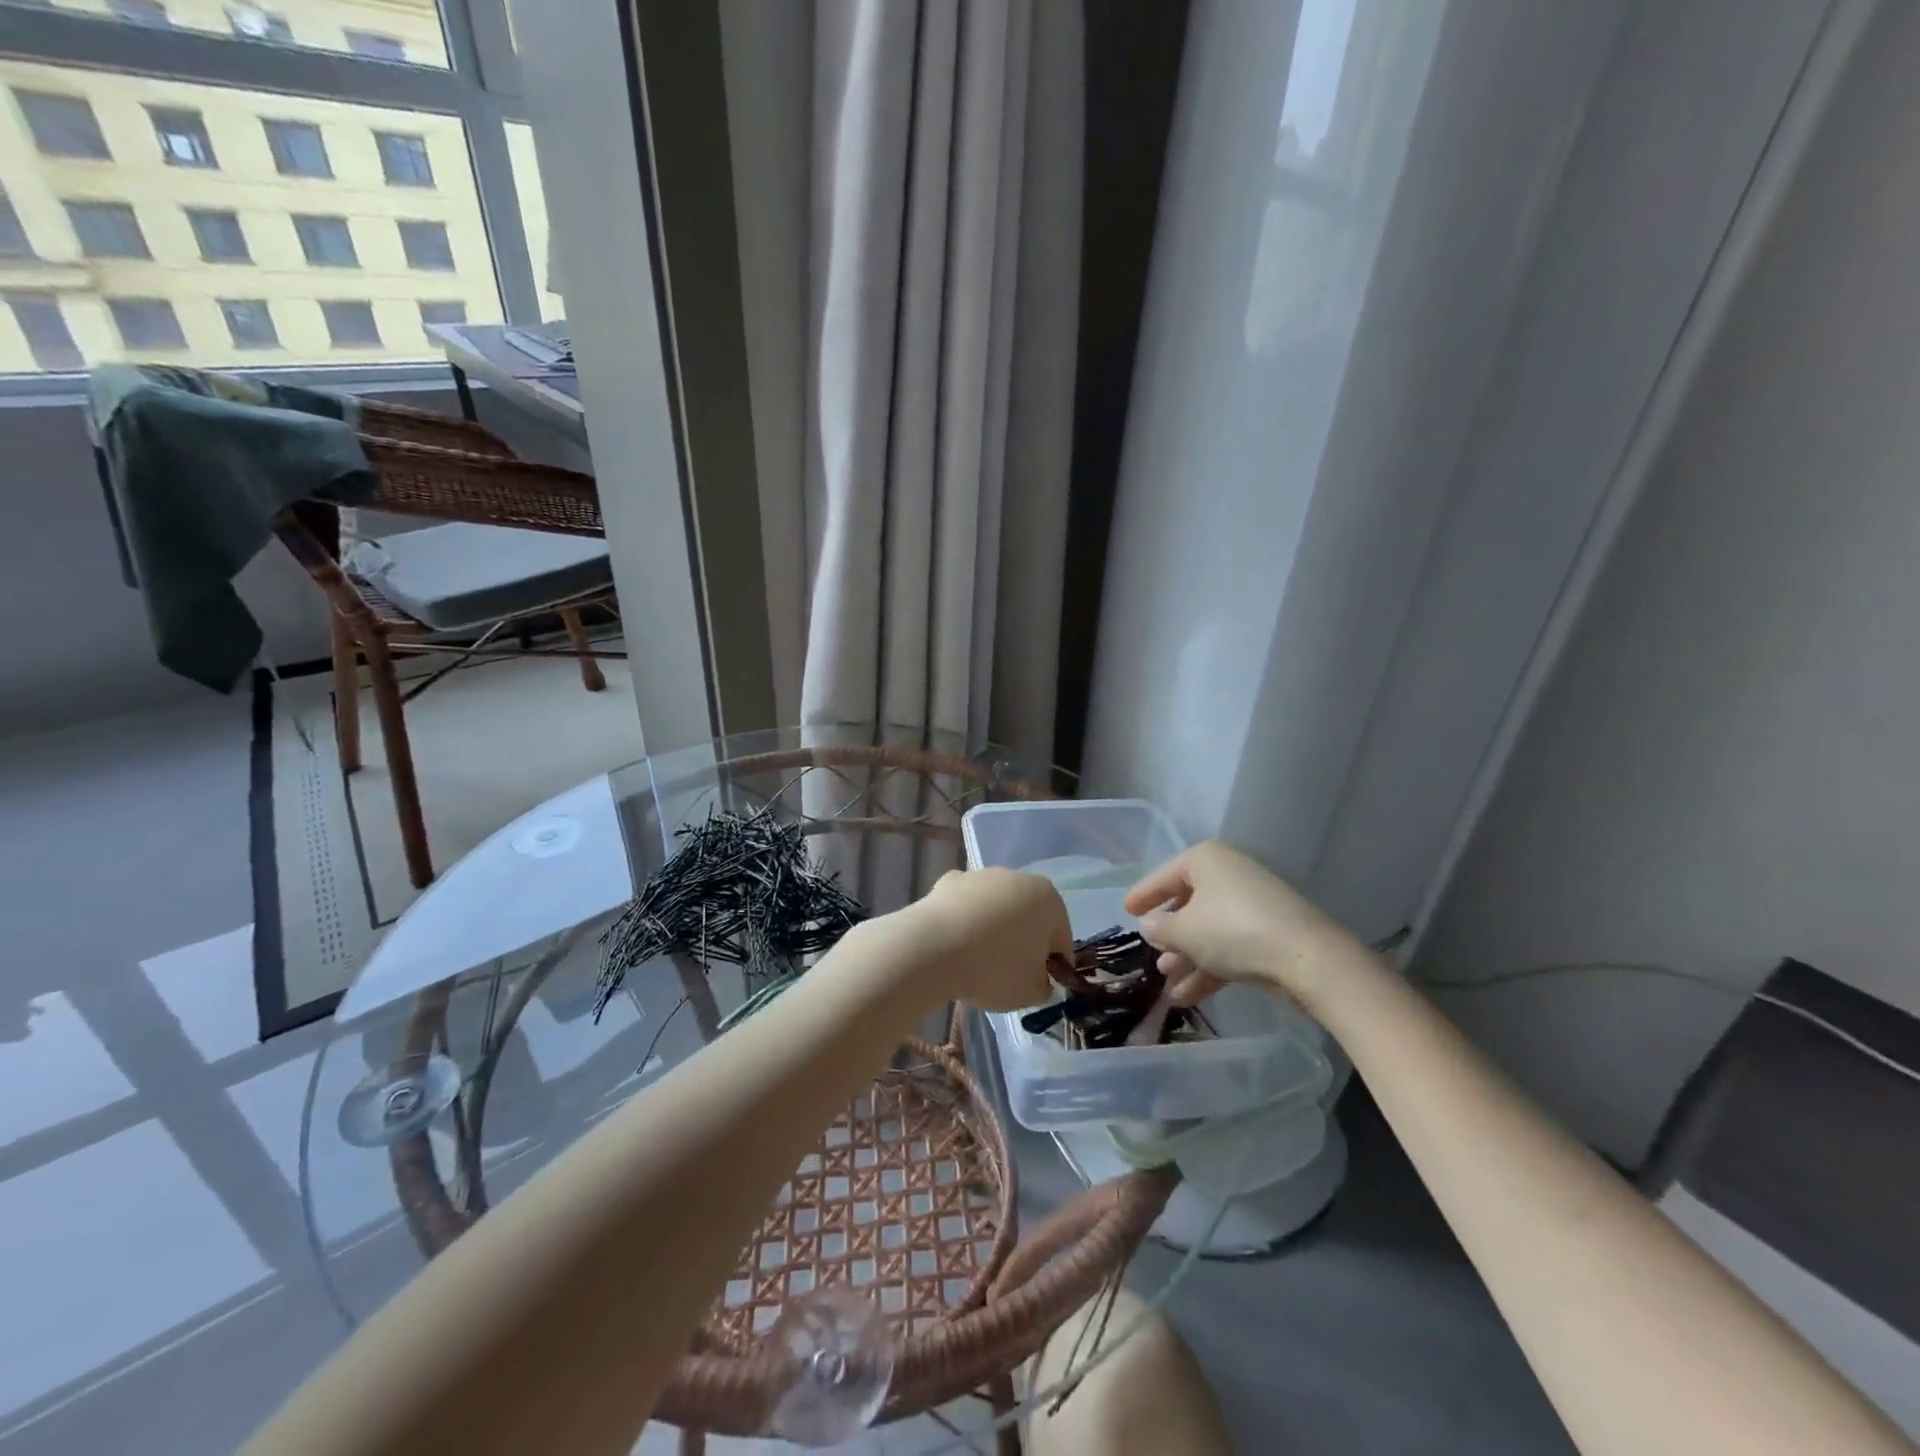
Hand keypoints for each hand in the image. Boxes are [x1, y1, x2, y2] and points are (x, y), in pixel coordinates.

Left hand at [908, 868, 1072, 1012]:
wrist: (933, 948)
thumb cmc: (995, 968)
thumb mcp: (1032, 992)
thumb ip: (1044, 985)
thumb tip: (1038, 979)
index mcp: (1049, 900)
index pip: (1061, 938)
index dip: (1053, 966)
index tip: (1038, 985)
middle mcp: (1018, 877)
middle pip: (1029, 917)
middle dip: (1024, 942)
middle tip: (1009, 975)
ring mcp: (981, 875)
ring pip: (996, 908)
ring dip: (993, 929)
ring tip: (977, 961)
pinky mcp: (949, 881)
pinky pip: (966, 905)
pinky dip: (964, 920)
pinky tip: (954, 944)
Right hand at [1123, 842, 1374, 1012]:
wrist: (1308, 959)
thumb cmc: (1233, 931)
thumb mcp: (1184, 931)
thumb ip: (1160, 928)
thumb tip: (1149, 925)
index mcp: (1205, 860)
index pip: (1164, 876)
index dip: (1143, 895)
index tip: (1126, 911)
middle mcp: (1228, 875)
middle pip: (1189, 904)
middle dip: (1170, 936)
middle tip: (1152, 955)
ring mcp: (1252, 905)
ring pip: (1209, 930)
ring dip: (1187, 958)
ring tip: (1168, 985)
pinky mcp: (1270, 933)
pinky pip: (1229, 946)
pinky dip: (1210, 968)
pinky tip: (1189, 996)